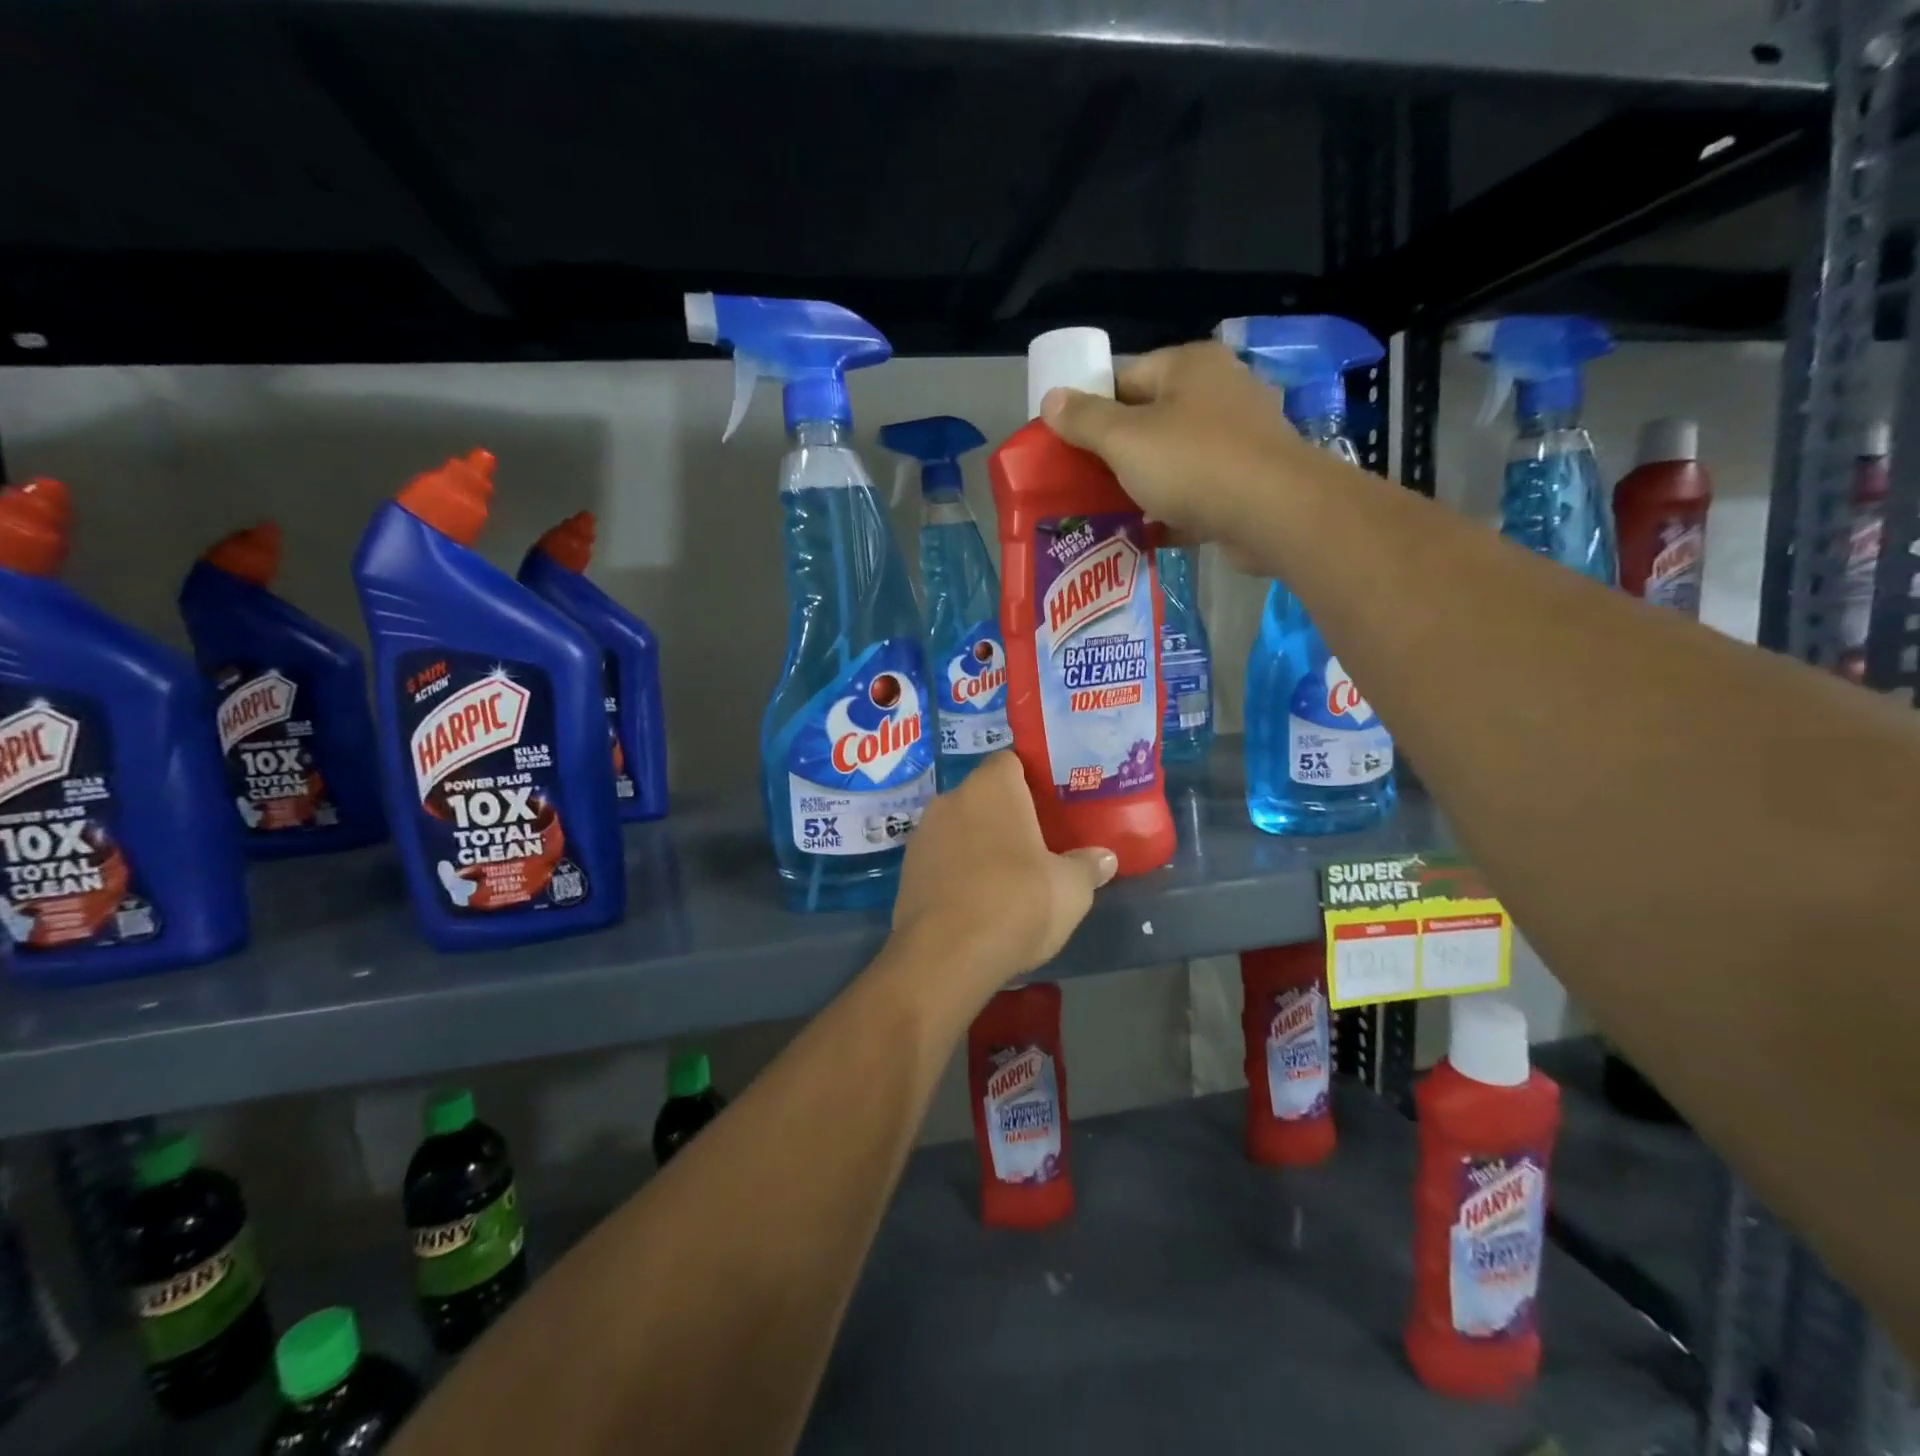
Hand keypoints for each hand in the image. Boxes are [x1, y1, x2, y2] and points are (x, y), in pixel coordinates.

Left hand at [890, 753, 1116, 1002]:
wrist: (946, 954)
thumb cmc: (1017, 902)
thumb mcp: (1071, 888)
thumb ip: (1087, 866)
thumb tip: (1104, 858)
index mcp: (991, 787)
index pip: (1010, 761)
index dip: (1030, 778)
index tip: (1050, 803)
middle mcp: (950, 799)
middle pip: (983, 795)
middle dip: (1006, 814)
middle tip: (1035, 841)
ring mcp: (922, 834)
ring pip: (959, 827)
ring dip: (978, 843)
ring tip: (1007, 875)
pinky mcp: (906, 870)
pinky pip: (940, 858)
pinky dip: (957, 870)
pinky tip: (977, 900)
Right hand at [1040, 341, 1307, 568]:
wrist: (1274, 513)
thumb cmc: (1193, 464)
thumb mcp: (1124, 439)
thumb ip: (1084, 419)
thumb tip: (1051, 398)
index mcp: (1190, 366)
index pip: (1125, 377)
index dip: (1092, 411)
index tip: (1071, 448)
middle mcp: (1220, 391)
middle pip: (1150, 419)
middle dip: (1116, 453)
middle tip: (1085, 484)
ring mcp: (1241, 436)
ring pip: (1175, 458)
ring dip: (1144, 484)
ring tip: (1111, 512)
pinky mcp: (1250, 479)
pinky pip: (1199, 491)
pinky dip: (1174, 509)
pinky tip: (1149, 531)